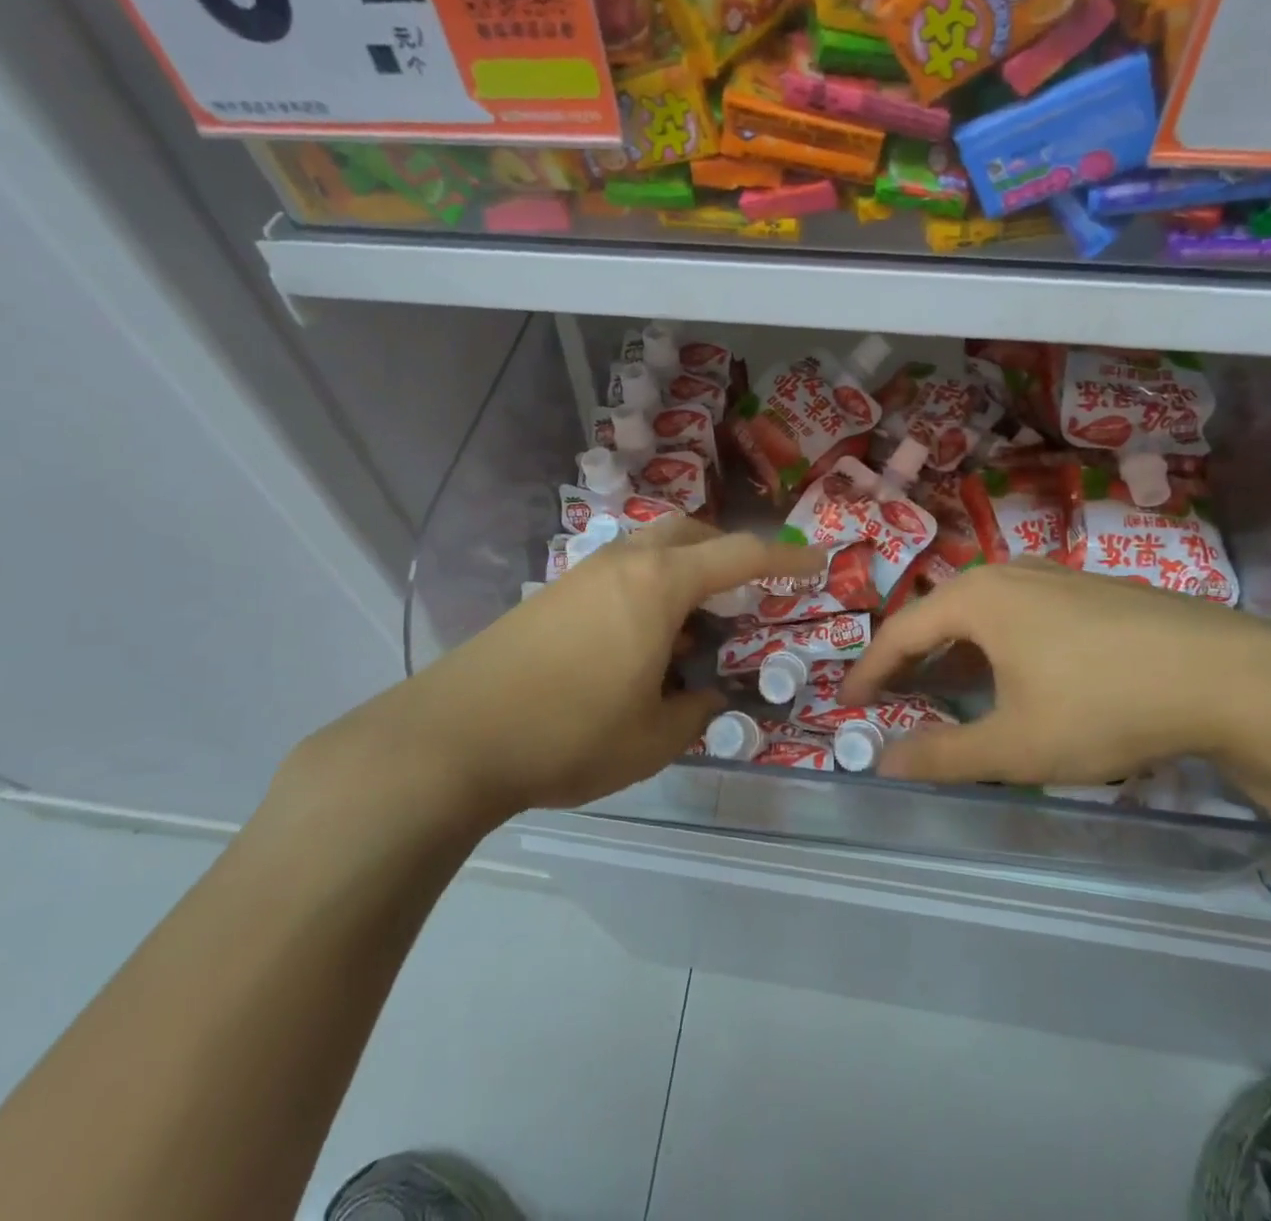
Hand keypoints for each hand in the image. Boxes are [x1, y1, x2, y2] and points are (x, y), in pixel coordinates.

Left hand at [280, 518, 826, 843]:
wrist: (453, 736)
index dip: (785, 559)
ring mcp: (581, 574)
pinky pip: (618, 574)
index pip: (739, 555)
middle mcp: (624, 562)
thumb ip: (696, 711)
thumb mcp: (653, 737)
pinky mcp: (551, 595)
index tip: (817, 561)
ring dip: (682, 573)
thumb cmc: (569, 733)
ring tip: (689, 631)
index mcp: (660, 584)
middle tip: (744, 594)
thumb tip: (706, 697)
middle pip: (689, 532)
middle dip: (725, 552)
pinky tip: (637, 646)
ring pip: (649, 550)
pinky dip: (646, 592)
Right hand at [840, 560, 1270, 787]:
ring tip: (949, 688)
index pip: (901, 632)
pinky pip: (1023, 614)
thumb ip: (942, 756)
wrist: (1229, 678)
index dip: (870, 670)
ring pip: (985, 614)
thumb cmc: (1103, 706)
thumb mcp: (1014, 745)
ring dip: (957, 652)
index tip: (847, 701)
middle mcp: (1009, 573)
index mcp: (977, 598)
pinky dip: (999, 645)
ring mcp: (1056, 576)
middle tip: (892, 696)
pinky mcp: (1093, 590)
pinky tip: (1019, 675)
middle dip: (912, 660)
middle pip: (940, 615)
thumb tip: (883, 763)